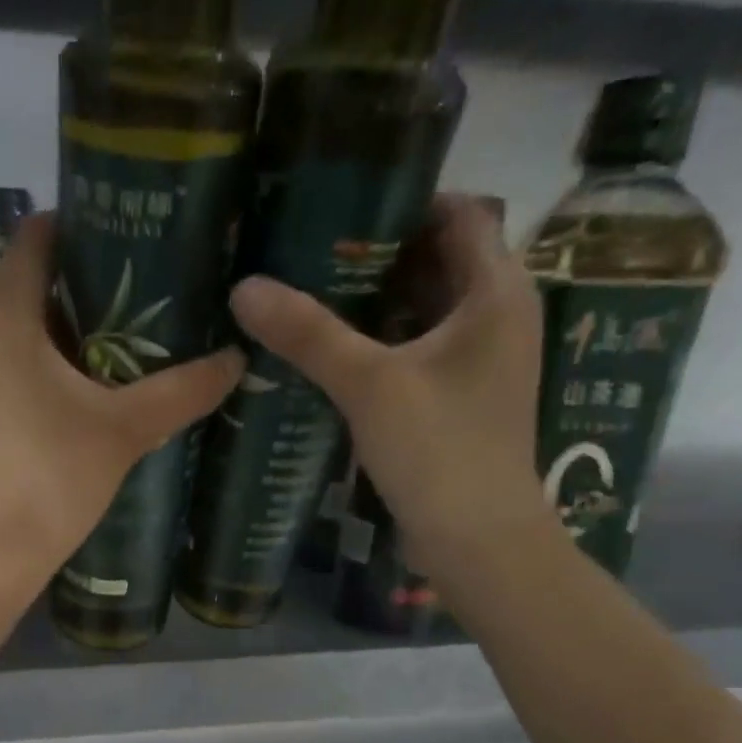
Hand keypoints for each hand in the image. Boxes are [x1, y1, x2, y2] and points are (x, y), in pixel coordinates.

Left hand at [0, 213, 243, 599]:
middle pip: (19, 283)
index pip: (37, 235)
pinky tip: (57, 401)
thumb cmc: (50, 479)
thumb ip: (182, 390)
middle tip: (131, 306)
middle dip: (73, 289)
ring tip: (102, 354)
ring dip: (47, 334)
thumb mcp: (124, 430)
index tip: (129, 247)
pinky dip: (20, 369)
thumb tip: (236, 359)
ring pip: (1, 331)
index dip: (84, 230)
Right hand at [229, 195, 549, 570]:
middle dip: (374, 254)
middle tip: (305, 249)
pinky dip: (378, 346)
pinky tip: (329, 355)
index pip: (457, 212)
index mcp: (496, 291)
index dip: (402, 200)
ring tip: (306, 295)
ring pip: (421, 312)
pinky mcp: (457, 399)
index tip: (338, 203)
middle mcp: (496, 316)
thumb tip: (245, 288)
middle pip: (435, 261)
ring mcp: (478, 362)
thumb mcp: (370, 385)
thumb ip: (310, 335)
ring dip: (371, 304)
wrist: (477, 541)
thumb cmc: (440, 450)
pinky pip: (414, 353)